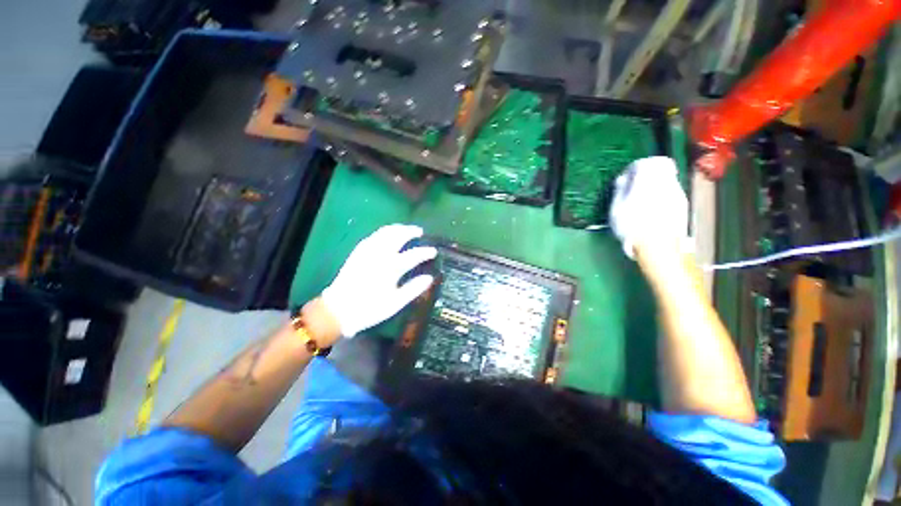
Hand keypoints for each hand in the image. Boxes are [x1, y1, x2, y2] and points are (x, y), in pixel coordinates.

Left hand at [321, 224, 437, 336]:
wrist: (338, 310)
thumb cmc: (370, 308)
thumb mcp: (395, 303)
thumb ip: (413, 288)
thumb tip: (430, 278)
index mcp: (391, 268)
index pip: (413, 255)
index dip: (425, 252)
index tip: (434, 251)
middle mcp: (380, 254)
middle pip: (399, 236)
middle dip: (411, 231)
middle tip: (420, 232)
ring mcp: (368, 251)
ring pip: (385, 232)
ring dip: (398, 228)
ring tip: (407, 229)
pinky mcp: (358, 251)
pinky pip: (374, 235)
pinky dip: (385, 231)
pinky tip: (388, 234)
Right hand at [610, 157, 689, 262]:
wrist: (659, 247)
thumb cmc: (632, 226)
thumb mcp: (617, 208)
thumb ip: (620, 190)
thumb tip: (623, 178)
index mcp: (649, 181)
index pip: (648, 162)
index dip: (636, 166)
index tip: (627, 177)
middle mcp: (667, 183)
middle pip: (663, 166)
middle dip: (649, 172)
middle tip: (636, 184)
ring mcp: (678, 194)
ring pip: (668, 179)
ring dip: (656, 184)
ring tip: (642, 199)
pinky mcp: (682, 206)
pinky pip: (671, 191)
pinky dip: (662, 194)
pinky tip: (652, 209)